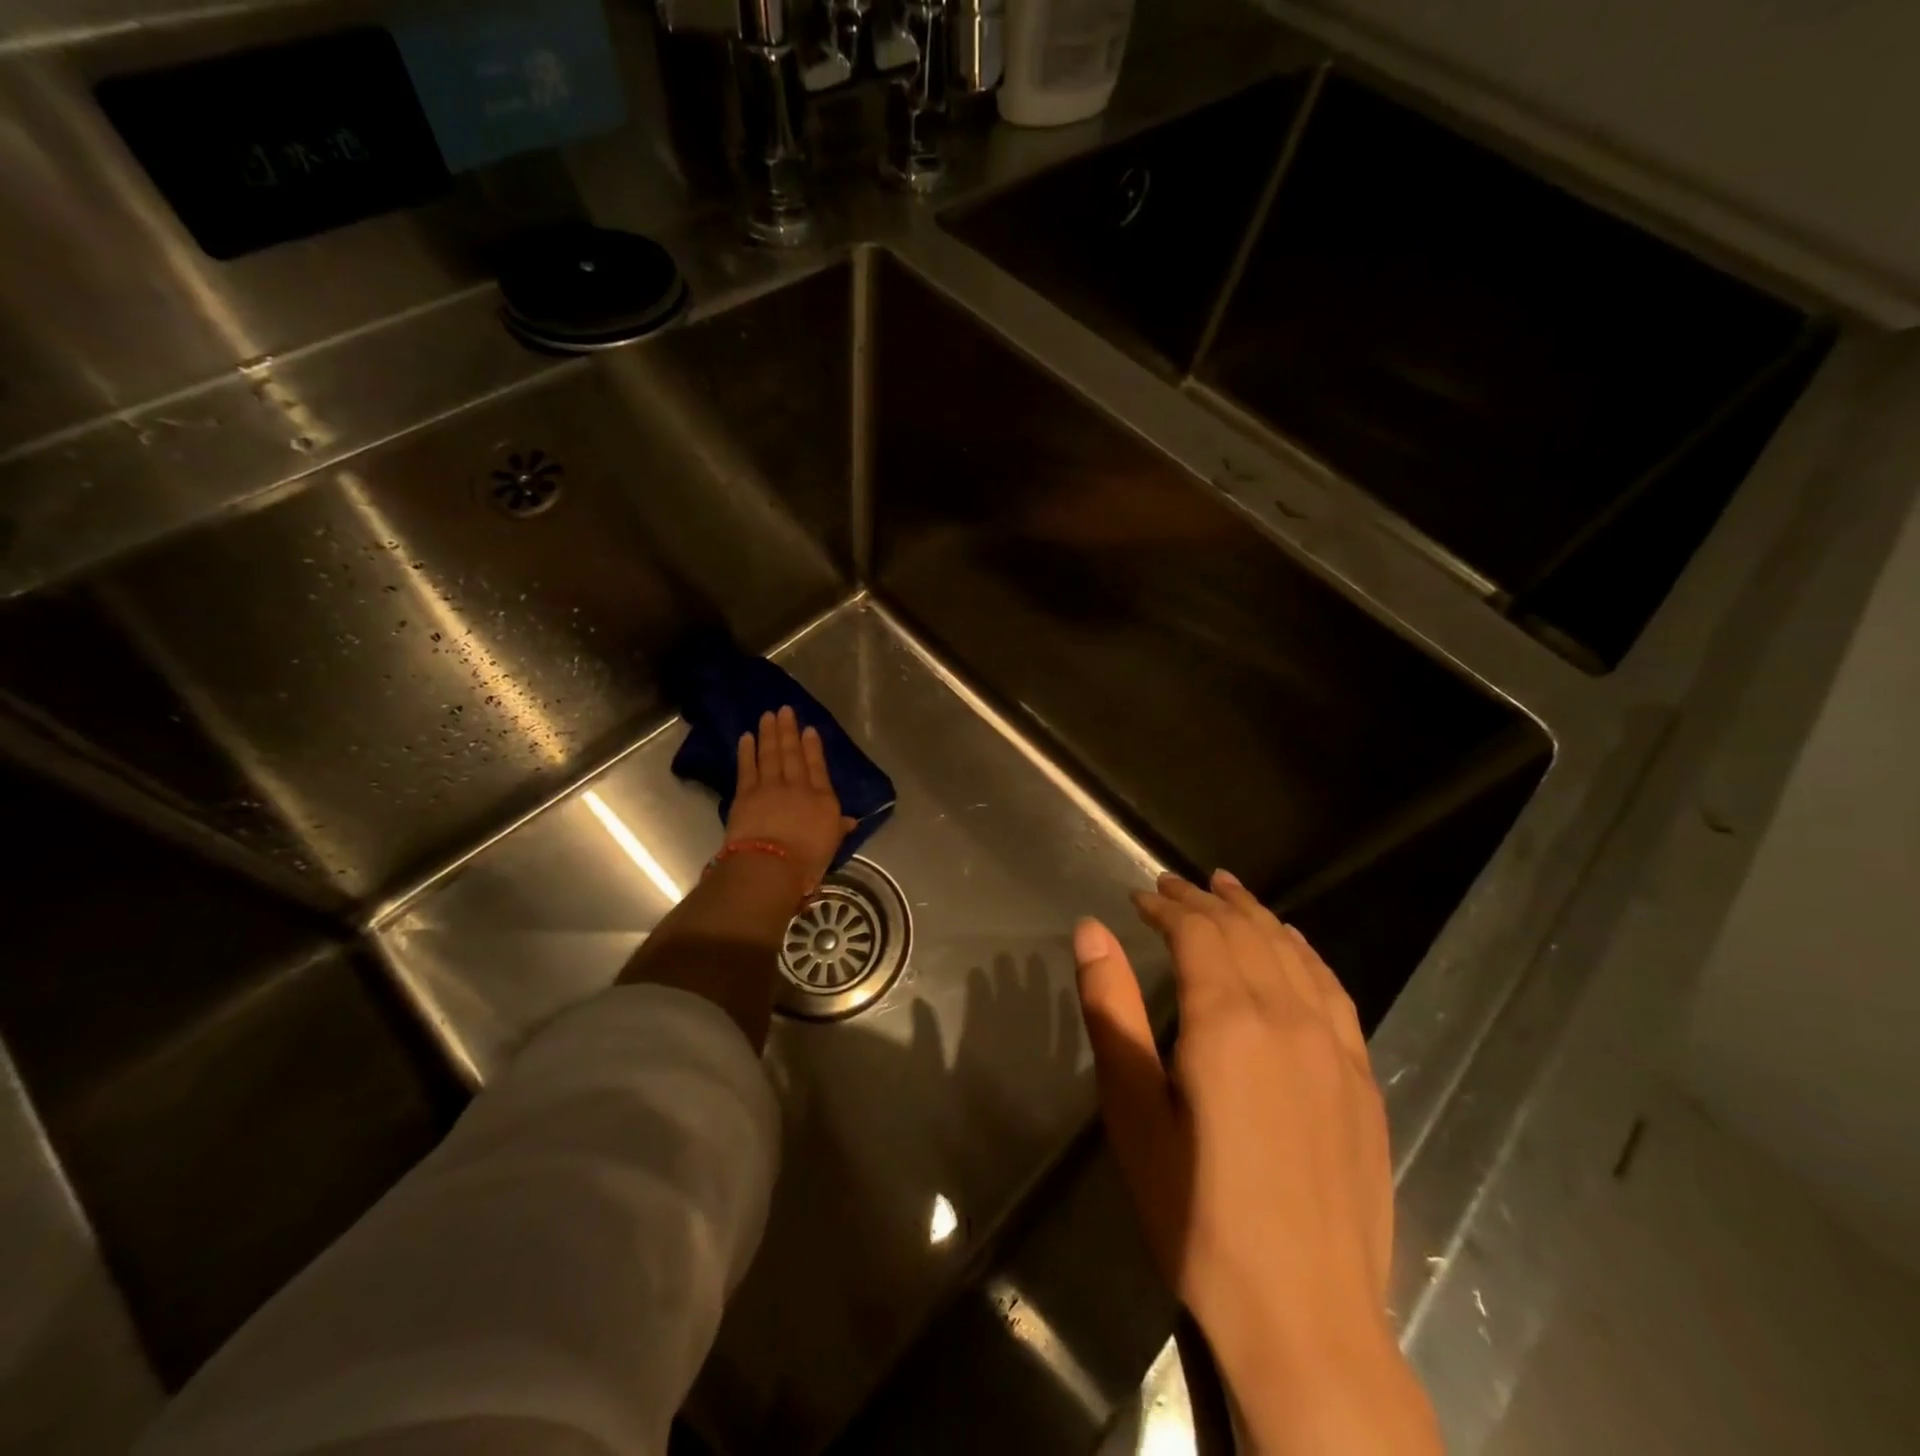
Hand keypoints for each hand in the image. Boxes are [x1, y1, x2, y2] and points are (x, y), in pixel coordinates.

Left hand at [725, 706, 855, 894]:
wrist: (770, 865)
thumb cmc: (807, 861)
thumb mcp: (831, 846)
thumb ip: (838, 828)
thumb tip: (851, 821)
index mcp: (822, 799)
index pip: (817, 767)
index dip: (813, 747)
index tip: (809, 729)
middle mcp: (797, 786)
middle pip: (792, 754)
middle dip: (789, 731)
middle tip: (785, 710)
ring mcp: (770, 787)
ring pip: (770, 754)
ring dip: (769, 734)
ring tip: (768, 716)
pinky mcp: (745, 793)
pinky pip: (747, 767)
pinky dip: (747, 751)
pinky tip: (746, 737)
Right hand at [1073, 871, 1441, 1455]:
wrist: (1305, 1317)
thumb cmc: (1196, 1214)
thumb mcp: (1133, 1111)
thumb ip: (1112, 1010)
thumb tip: (1090, 929)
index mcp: (1227, 1020)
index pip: (1197, 933)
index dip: (1166, 907)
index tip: (1138, 896)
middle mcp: (1287, 1016)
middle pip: (1244, 932)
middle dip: (1204, 901)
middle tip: (1172, 885)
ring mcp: (1334, 1046)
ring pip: (1291, 952)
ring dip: (1255, 914)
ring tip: (1227, 889)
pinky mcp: (1362, 1078)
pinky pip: (1334, 989)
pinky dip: (1305, 952)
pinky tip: (1293, 945)